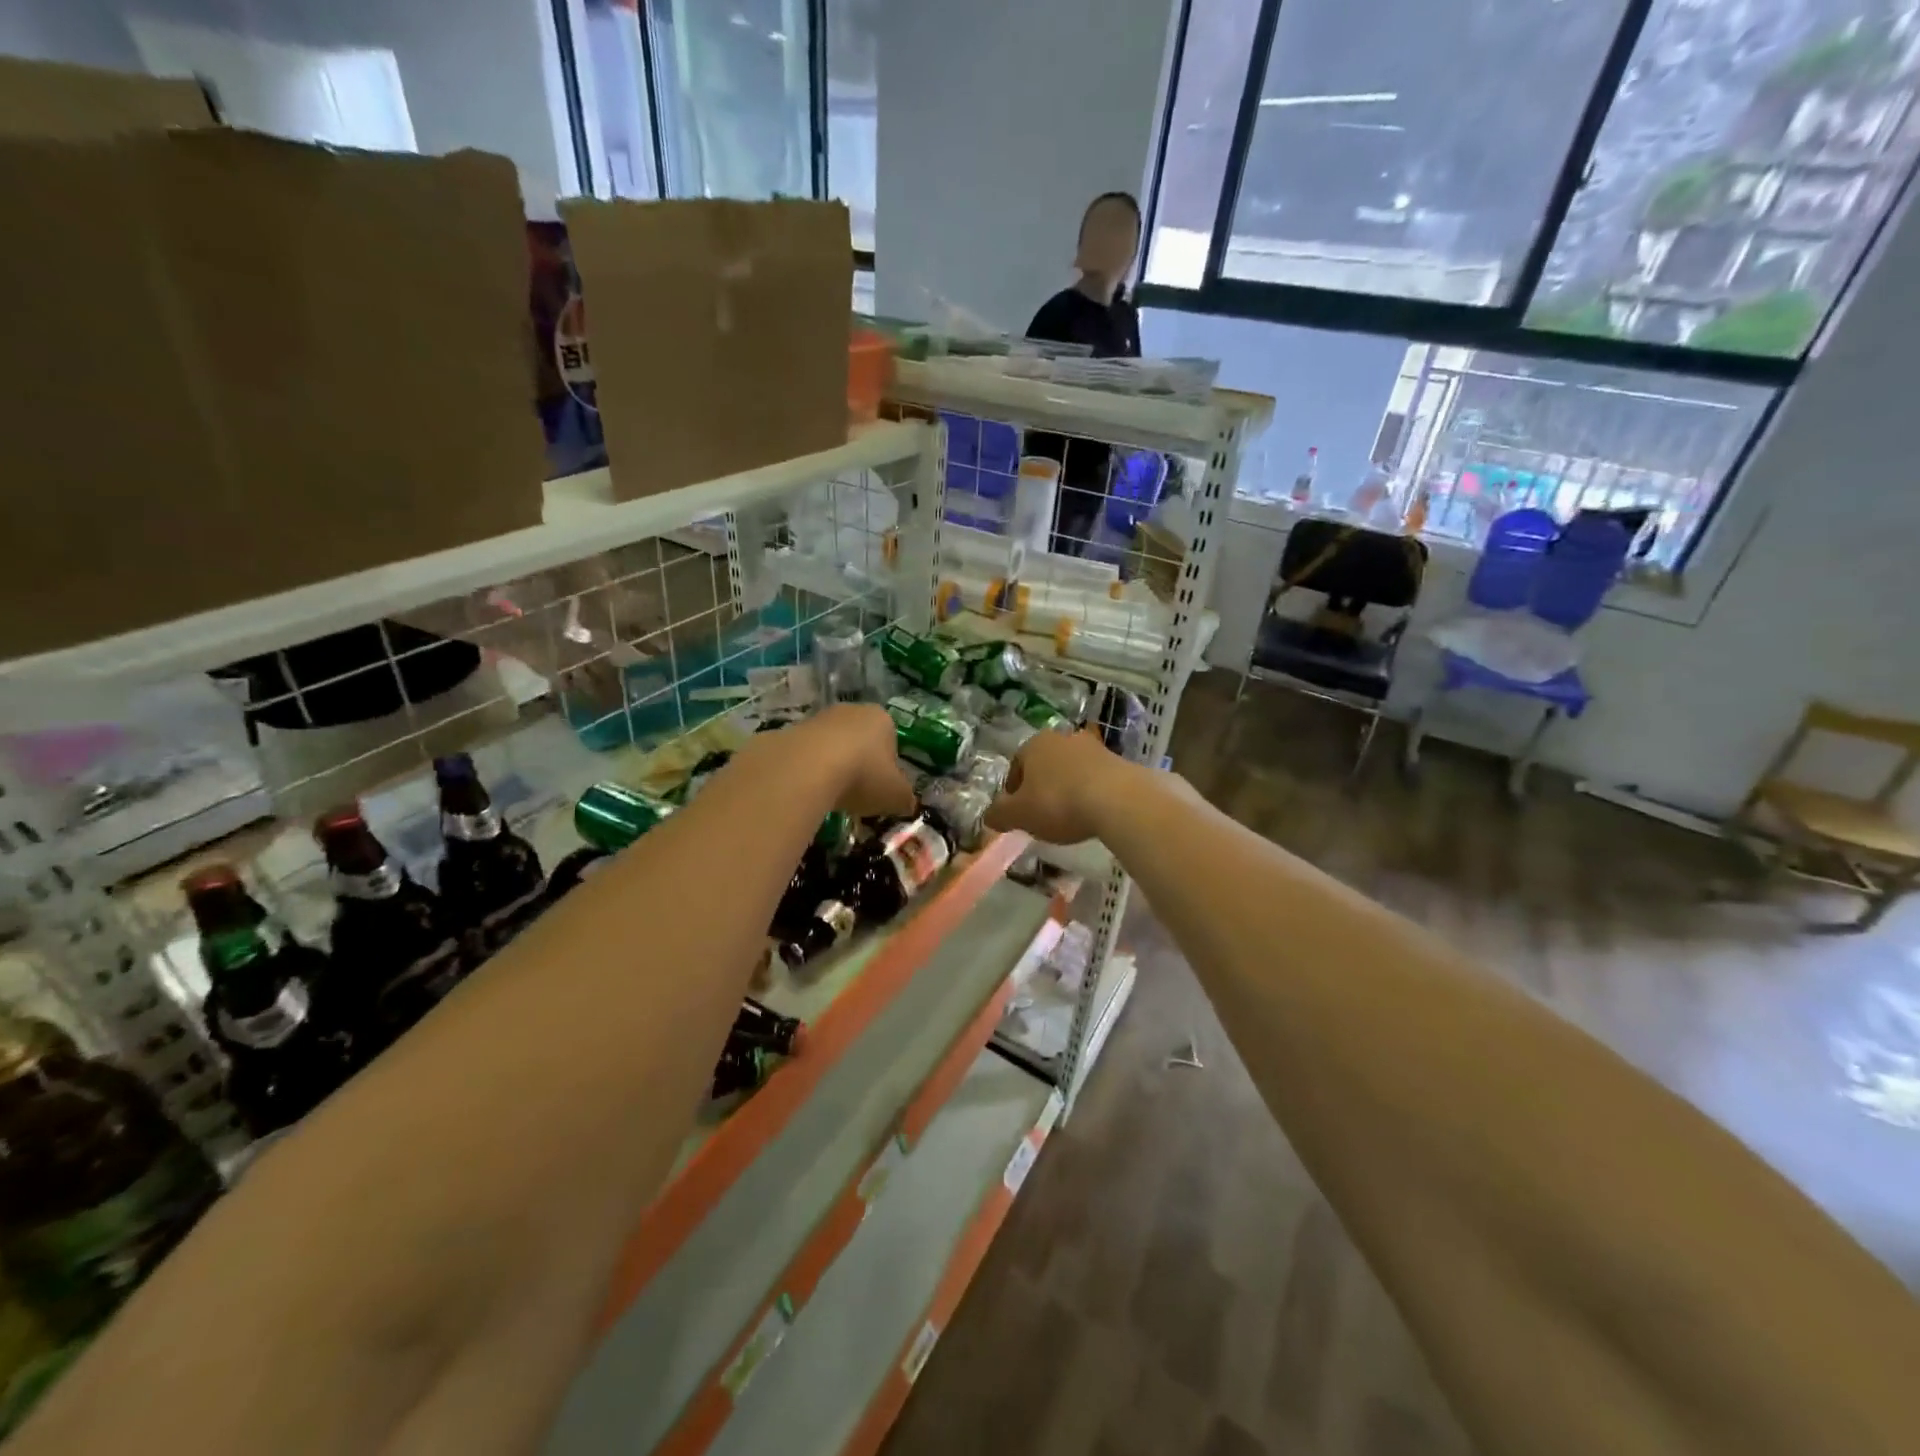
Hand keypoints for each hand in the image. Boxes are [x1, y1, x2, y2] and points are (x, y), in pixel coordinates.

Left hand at [792, 704, 916, 819]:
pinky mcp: (790, 731)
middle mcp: (851, 711)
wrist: (807, 768)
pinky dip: (808, 772)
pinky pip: (807, 755)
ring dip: (832, 767)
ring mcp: (818, 718)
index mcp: (882, 719)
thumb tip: (906, 803)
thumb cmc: (863, 776)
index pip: (891, 741)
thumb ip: (904, 798)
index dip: (888, 767)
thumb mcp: (896, 795)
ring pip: (832, 746)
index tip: (881, 789)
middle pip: (860, 740)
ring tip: (830, 796)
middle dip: (859, 764)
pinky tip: (808, 791)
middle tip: (857, 793)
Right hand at [984, 729, 1126, 844]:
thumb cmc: (1058, 803)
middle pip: (1044, 765)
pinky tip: (1092, 813)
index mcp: (1034, 744)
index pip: (1016, 766)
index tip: (1017, 814)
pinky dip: (1089, 793)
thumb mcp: (1019, 815)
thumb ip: (999, 815)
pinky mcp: (1118, 761)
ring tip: (1069, 817)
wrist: (1118, 800)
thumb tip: (989, 816)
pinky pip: (1094, 778)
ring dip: (1066, 789)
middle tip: (1041, 815)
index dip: (1013, 791)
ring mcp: (1093, 747)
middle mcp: (1063, 738)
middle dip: (1041, 787)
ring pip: (1070, 770)